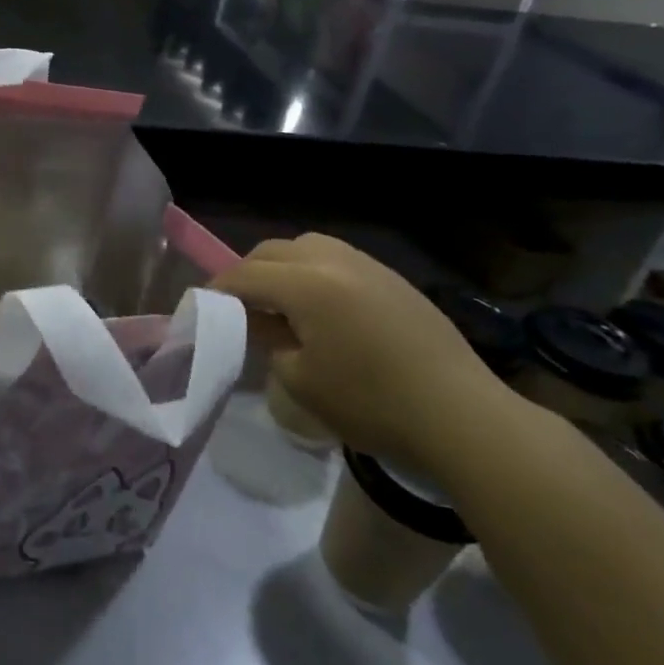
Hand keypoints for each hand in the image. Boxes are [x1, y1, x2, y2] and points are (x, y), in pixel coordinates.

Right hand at [213, 235, 522, 479]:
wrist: (462, 417)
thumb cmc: (371, 404)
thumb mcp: (301, 380)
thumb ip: (270, 342)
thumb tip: (265, 324)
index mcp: (306, 283)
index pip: (245, 275)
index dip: (218, 290)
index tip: (201, 306)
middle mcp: (335, 261)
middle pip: (274, 251)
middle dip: (248, 272)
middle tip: (240, 306)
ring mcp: (370, 266)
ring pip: (309, 247)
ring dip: (284, 267)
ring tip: (282, 303)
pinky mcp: (395, 281)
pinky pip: (340, 261)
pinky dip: (317, 273)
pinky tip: (324, 309)